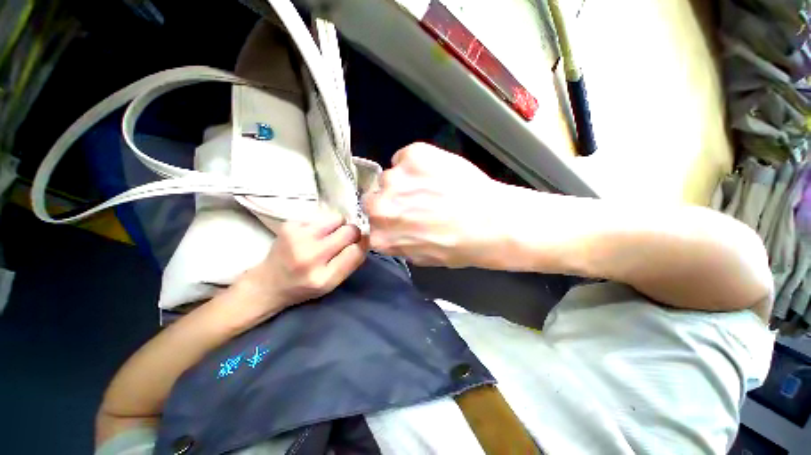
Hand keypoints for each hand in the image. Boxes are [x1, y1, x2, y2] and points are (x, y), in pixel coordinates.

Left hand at [239, 211, 365, 316]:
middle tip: (342, 241)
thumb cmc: (305, 286)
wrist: (268, 283)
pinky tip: (312, 234)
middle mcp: (310, 256)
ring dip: (338, 226)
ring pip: (337, 218)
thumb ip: (351, 262)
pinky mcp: (289, 224)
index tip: (359, 244)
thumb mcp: (332, 284)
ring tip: (326, 236)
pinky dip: (322, 224)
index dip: (362, 245)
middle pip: (350, 231)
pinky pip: (321, 216)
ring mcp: (297, 238)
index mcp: (323, 278)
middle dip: (352, 234)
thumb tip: (366, 237)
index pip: (357, 250)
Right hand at [363, 143, 505, 267]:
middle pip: (373, 199)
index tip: (399, 217)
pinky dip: (417, 163)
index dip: (387, 220)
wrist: (492, 222)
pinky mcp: (413, 155)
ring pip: (390, 177)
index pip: (371, 225)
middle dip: (390, 200)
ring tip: (431, 186)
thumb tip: (394, 232)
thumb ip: (399, 244)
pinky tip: (436, 172)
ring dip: (405, 182)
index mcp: (382, 237)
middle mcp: (380, 207)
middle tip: (414, 201)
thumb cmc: (460, 247)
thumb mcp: (423, 258)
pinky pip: (405, 157)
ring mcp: (395, 178)